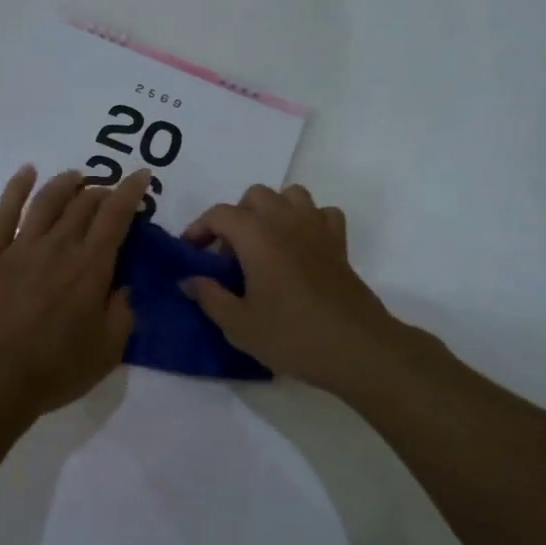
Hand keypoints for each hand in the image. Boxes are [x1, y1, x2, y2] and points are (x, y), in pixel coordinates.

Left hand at [0, 165, 149, 418]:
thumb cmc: (54, 370)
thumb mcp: (107, 350)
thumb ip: (122, 312)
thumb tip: (124, 285)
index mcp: (91, 267)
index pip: (116, 216)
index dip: (131, 191)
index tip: (142, 175)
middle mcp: (58, 247)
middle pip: (84, 203)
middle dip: (102, 191)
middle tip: (109, 194)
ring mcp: (20, 247)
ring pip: (47, 200)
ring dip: (66, 183)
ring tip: (77, 177)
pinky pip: (4, 211)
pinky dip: (17, 186)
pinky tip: (27, 172)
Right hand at [181, 184, 429, 393]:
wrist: (356, 349)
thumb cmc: (292, 335)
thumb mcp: (238, 324)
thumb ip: (209, 297)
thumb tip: (188, 280)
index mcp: (256, 236)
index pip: (220, 214)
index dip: (199, 228)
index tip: (191, 252)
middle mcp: (286, 221)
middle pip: (255, 196)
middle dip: (236, 217)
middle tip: (228, 254)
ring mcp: (317, 229)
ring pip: (291, 195)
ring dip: (272, 211)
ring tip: (263, 244)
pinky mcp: (339, 244)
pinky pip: (322, 214)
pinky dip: (308, 221)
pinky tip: (300, 247)